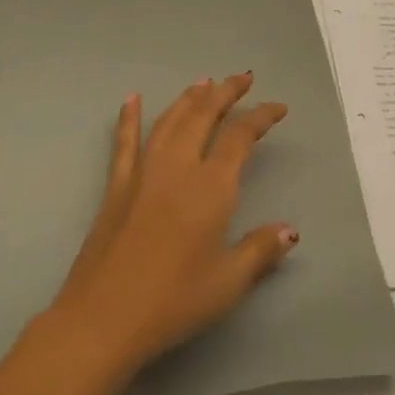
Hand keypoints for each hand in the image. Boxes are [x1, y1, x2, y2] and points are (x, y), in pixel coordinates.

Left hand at [45, 73, 298, 381]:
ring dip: (188, 98)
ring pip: (169, 121)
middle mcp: (177, 168)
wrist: (104, 317)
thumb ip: (260, 250)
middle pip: (203, 116)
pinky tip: (132, 99)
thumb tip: (290, 231)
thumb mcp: (228, 282)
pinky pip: (124, 142)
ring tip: (203, 81)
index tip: (278, 107)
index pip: (240, 137)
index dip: (260, 117)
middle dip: (225, 92)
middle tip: (242, 77)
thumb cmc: (174, 302)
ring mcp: (142, 173)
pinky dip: (129, 118)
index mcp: (211, 187)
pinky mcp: (116, 187)